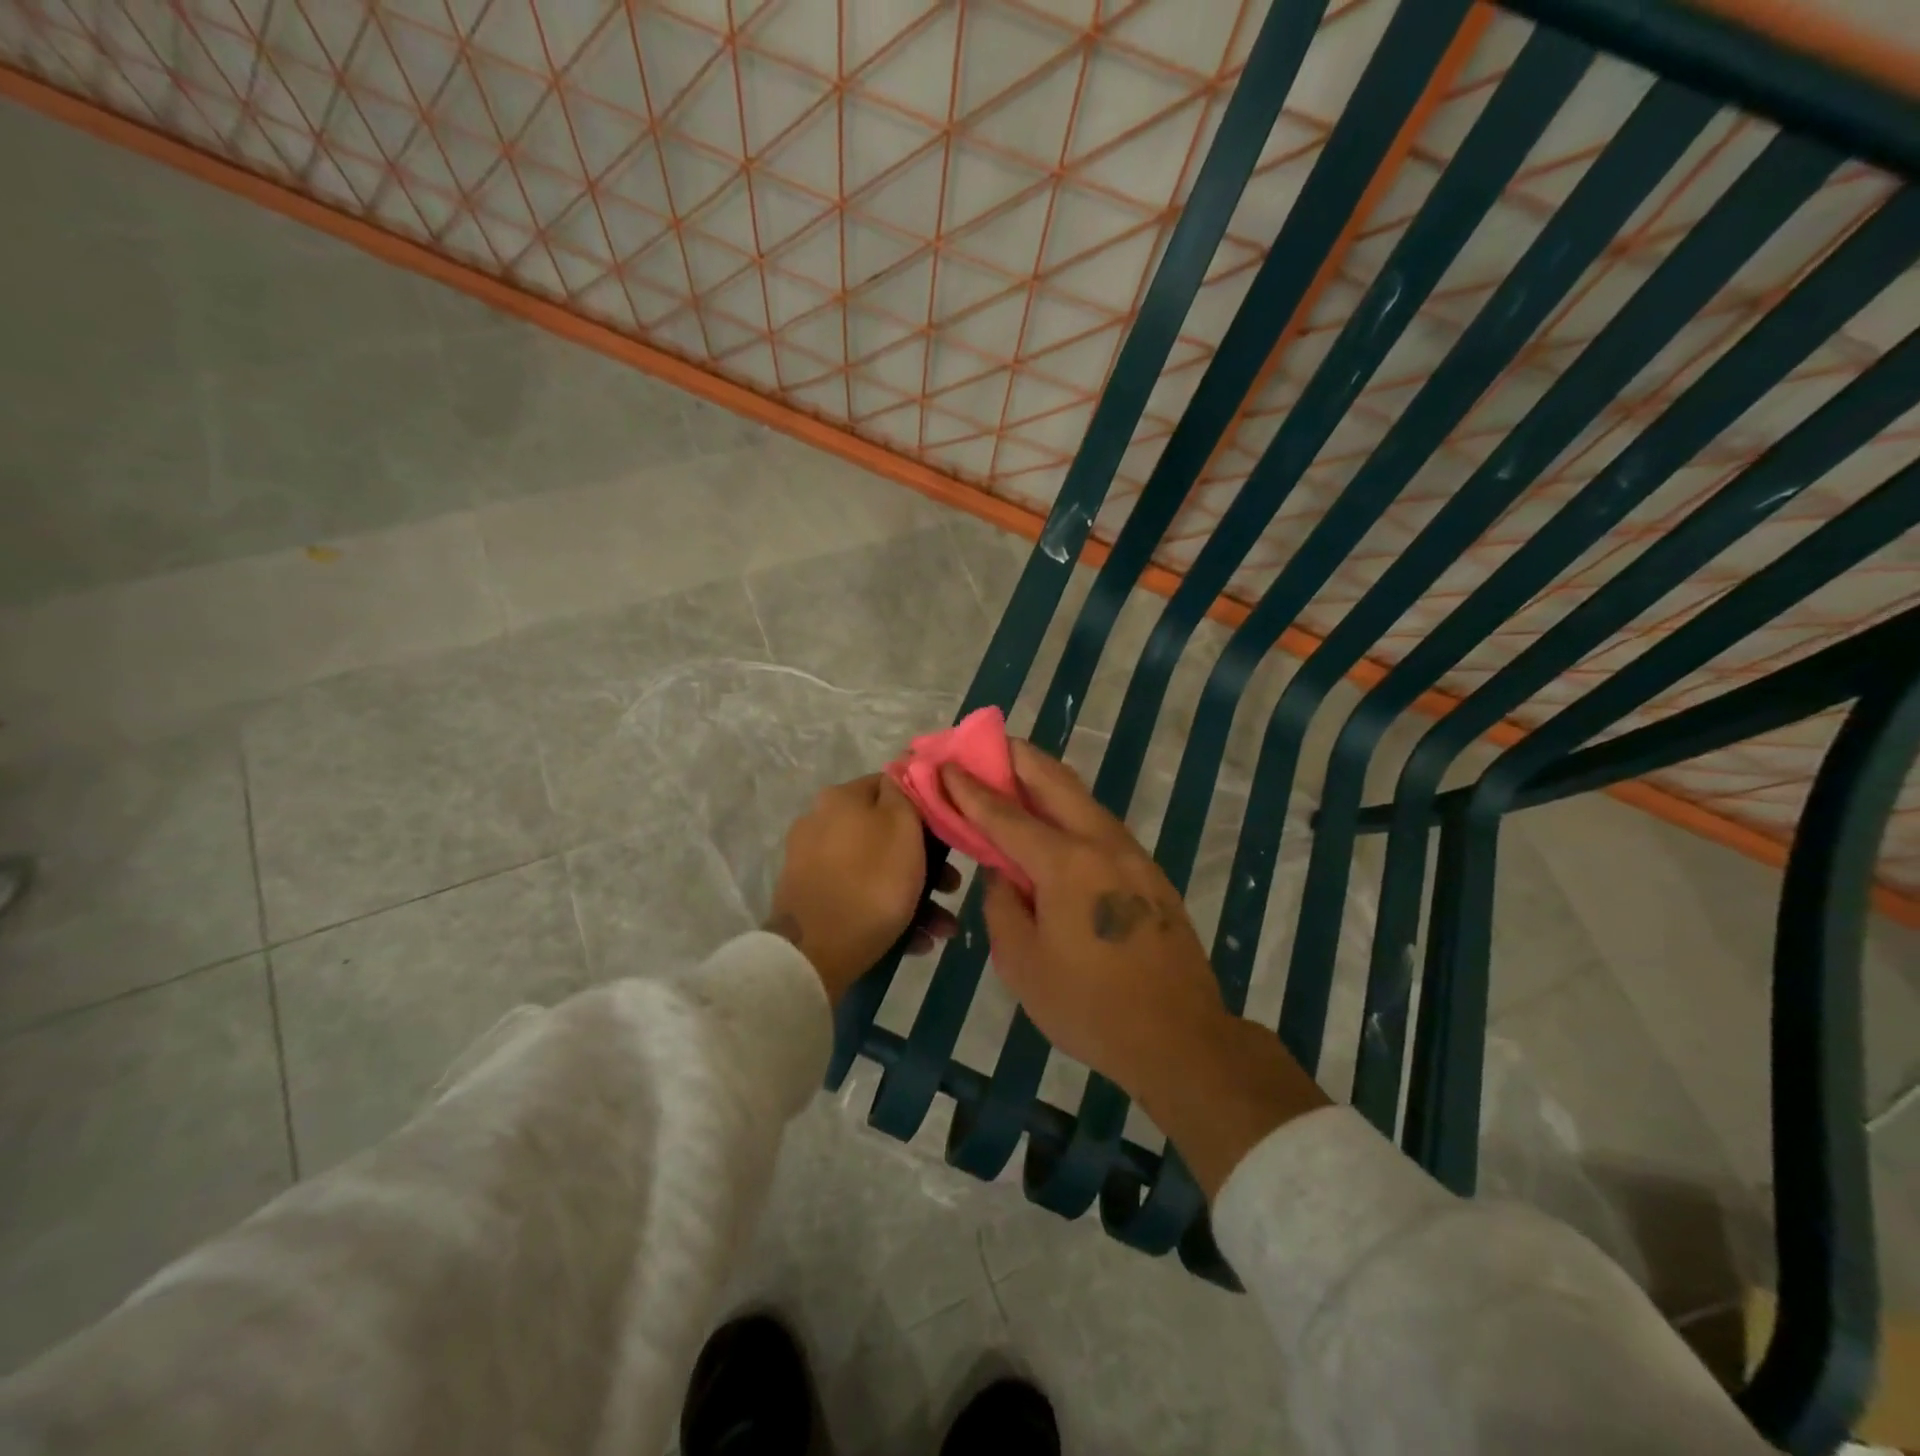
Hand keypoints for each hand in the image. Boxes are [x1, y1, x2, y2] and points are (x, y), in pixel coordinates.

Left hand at [768, 774, 958, 1002]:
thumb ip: (906, 792)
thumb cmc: (872, 882)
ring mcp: (812, 863)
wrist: (814, 952)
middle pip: (886, 834)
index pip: (892, 786)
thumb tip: (905, 764)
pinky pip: (859, 896)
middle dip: (927, 863)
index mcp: (841, 798)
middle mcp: (821, 822)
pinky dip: (888, 914)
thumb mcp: (903, 827)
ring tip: (941, 928)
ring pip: (876, 870)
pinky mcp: (811, 899)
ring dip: (916, 896)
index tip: (950, 836)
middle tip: (951, 888)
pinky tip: (915, 941)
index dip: (926, 808)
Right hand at [938, 743, 1223, 1094]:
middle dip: (1015, 756)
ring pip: (1082, 798)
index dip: (970, 788)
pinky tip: (1051, 823)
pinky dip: (1067, 810)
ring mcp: (1132, 855)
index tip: (944, 762)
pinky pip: (1098, 825)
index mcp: (1066, 864)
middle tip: (982, 744)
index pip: (1006, 814)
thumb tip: (1004, 875)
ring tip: (1012, 773)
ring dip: (1044, 779)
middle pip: (1054, 781)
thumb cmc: (1090, 1008)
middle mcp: (1102, 844)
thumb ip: (1003, 907)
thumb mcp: (1023, 964)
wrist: (1179, 1038)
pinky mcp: (1148, 873)